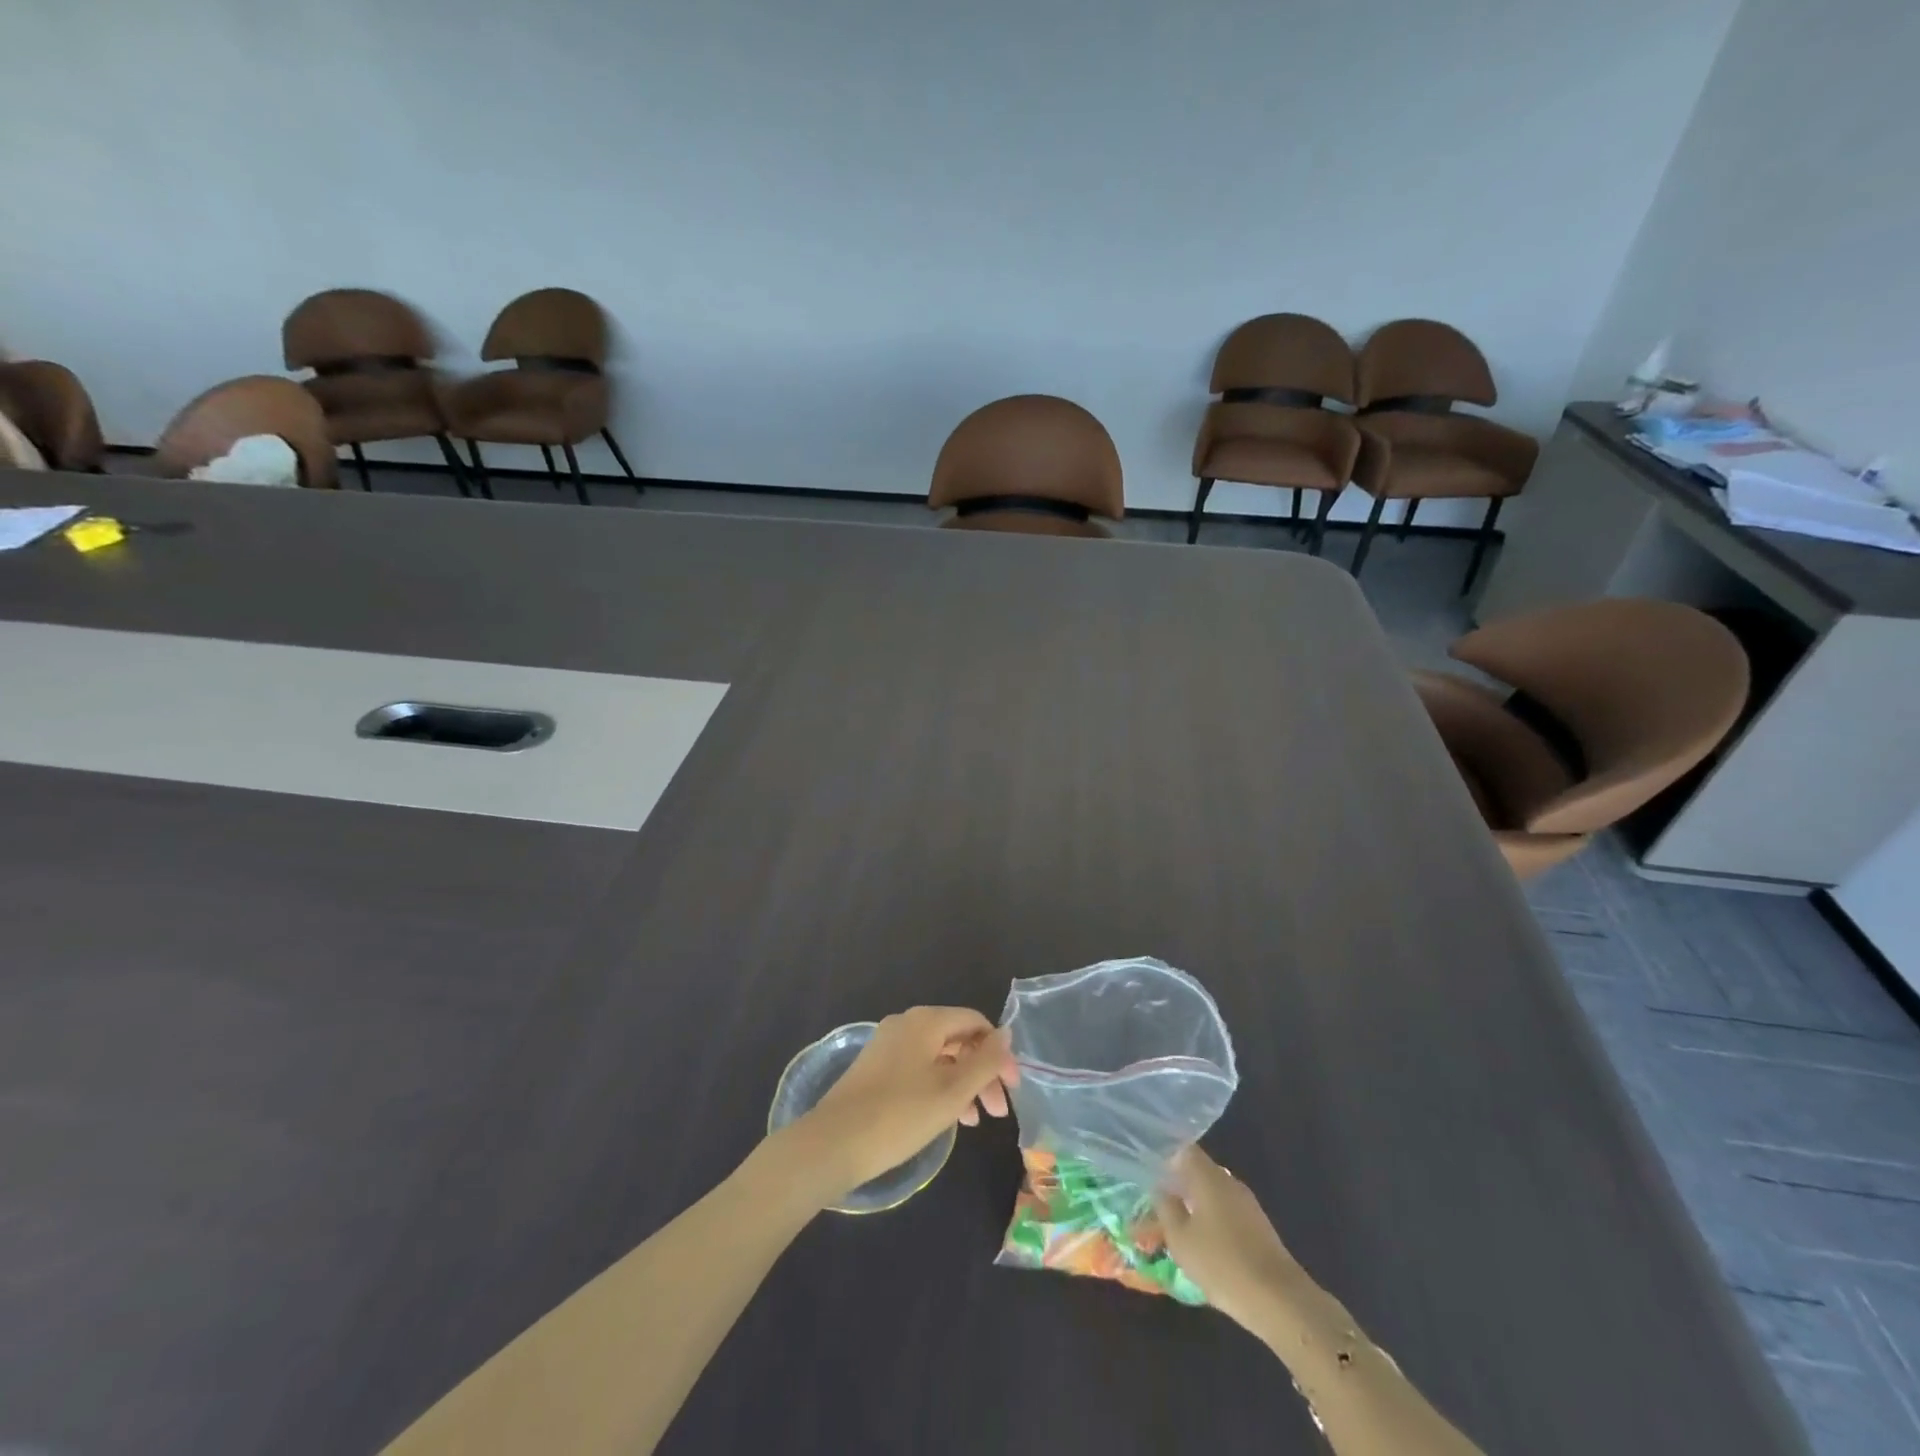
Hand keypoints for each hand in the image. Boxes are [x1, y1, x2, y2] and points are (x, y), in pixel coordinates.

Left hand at [791, 1007, 1018, 1199]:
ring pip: (939, 1057)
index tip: (1012, 1089)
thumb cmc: (900, 1115)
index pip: (976, 1022)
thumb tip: (1006, 1033)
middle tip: (998, 1112)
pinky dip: (939, 1088)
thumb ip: (985, 1061)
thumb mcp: (952, 1091)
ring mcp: (888, 1045)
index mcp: (926, 1020)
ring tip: (974, 1122)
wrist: (833, 1143)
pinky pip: (920, 1068)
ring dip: (963, 1084)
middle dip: (983, 1073)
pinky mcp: (877, 1067)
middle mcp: (907, 1023)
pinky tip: (946, 1118)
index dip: (999, 1053)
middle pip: (958, 1039)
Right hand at [1153, 1144, 1302, 1333]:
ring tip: (1181, 1230)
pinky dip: (1215, 1223)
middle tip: (1162, 1206)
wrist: (1280, 1301)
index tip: (1152, 1176)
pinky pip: (1229, 1214)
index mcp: (1208, 1177)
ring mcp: (1248, 1205)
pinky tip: (1207, 1247)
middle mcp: (1229, 1182)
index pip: (1184, 1151)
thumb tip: (1162, 1190)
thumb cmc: (1222, 1263)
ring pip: (1215, 1195)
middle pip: (1201, 1173)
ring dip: (1198, 1207)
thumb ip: (1167, 1209)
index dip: (1167, 1160)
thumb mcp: (1180, 1239)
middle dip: (1181, 1186)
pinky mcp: (1260, 1229)